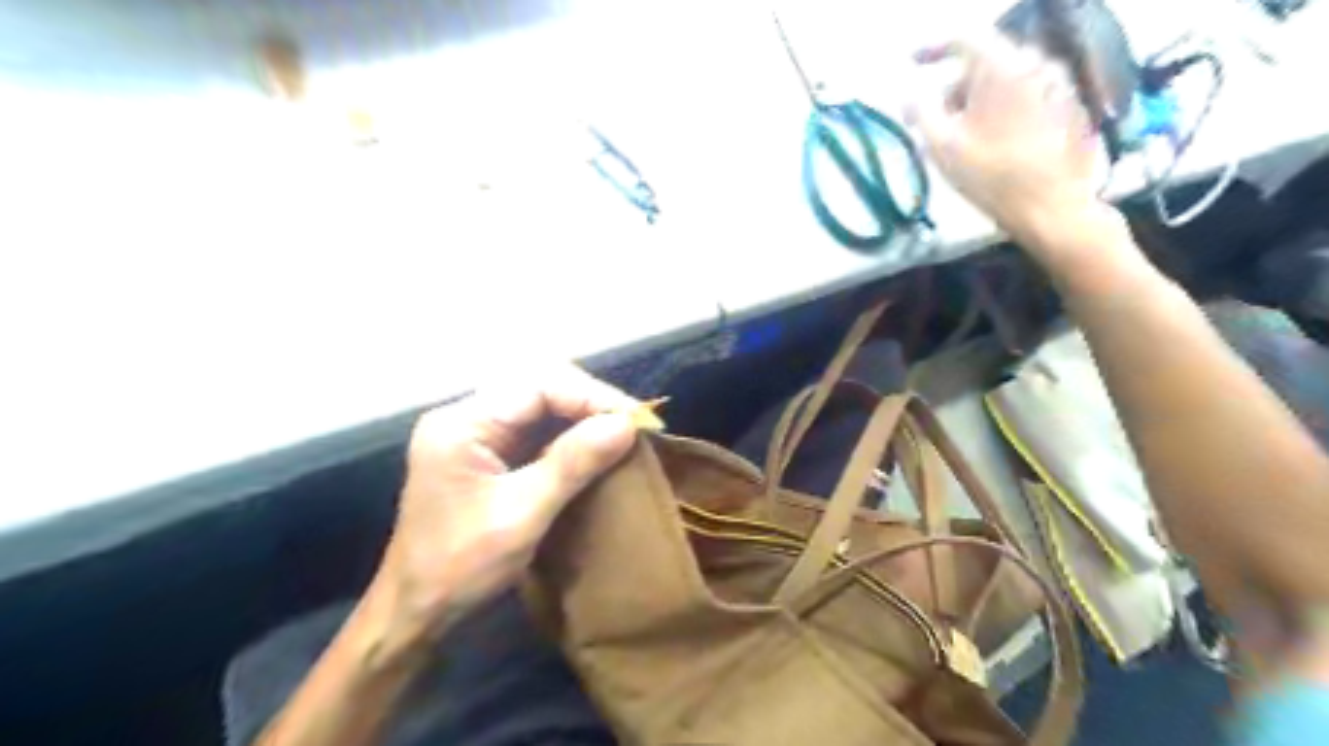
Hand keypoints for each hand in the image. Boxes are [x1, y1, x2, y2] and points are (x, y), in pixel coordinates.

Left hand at [368, 368, 638, 653]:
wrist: (414, 612)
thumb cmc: (460, 567)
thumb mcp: (522, 515)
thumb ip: (572, 463)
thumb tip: (626, 424)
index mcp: (462, 424)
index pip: (537, 386)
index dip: (590, 396)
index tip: (635, 418)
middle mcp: (465, 417)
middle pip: (538, 387)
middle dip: (589, 401)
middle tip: (633, 423)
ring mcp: (474, 433)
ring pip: (540, 405)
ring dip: (582, 416)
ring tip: (622, 432)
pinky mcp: (485, 452)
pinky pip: (534, 429)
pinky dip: (568, 434)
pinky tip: (594, 446)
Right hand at [905, 35, 1117, 264]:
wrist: (1051, 207)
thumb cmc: (990, 177)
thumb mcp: (941, 147)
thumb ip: (920, 113)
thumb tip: (909, 96)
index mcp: (1001, 68)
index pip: (963, 38)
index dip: (932, 48)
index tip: (912, 63)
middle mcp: (1035, 63)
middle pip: (986, 60)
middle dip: (956, 84)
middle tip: (937, 117)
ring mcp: (1059, 83)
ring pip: (1008, 78)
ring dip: (981, 97)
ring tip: (966, 135)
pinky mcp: (1071, 106)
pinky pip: (1029, 93)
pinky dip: (1006, 107)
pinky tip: (996, 141)